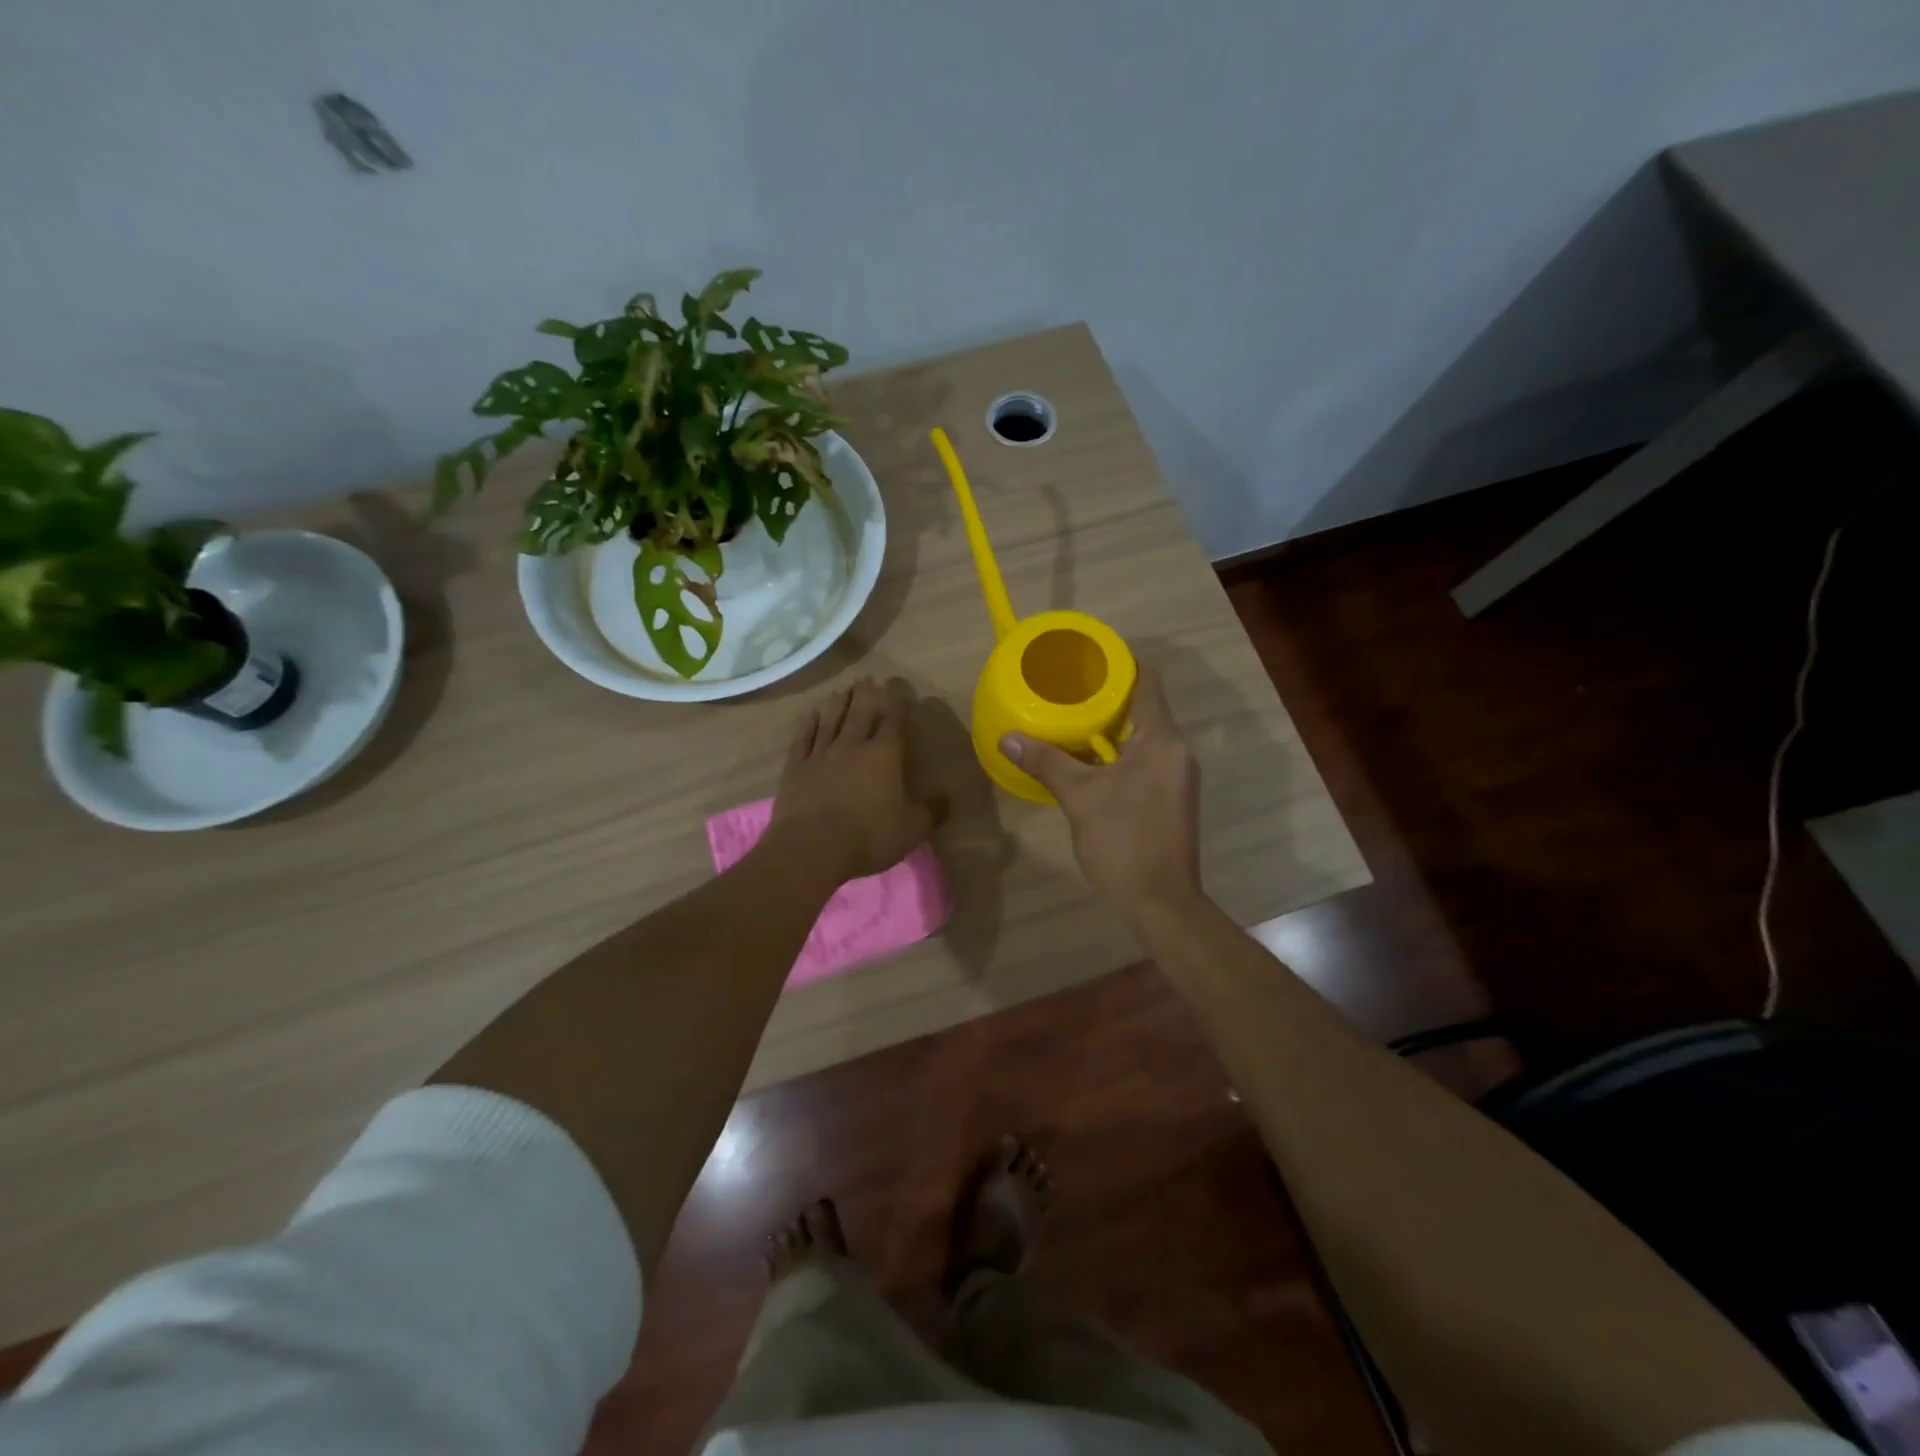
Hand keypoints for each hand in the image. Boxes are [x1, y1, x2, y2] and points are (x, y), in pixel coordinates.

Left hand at [768, 677, 939, 884]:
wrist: (812, 847)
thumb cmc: (869, 836)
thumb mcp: (912, 829)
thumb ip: (931, 812)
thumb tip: (947, 799)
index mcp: (884, 755)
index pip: (894, 722)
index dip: (898, 703)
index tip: (899, 688)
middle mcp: (852, 746)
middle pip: (860, 713)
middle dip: (866, 694)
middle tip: (867, 678)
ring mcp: (821, 754)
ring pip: (831, 720)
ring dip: (838, 703)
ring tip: (842, 689)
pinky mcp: (796, 767)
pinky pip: (803, 738)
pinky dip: (808, 724)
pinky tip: (811, 715)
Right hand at [1001, 666, 1202, 917]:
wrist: (1161, 901)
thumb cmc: (1124, 840)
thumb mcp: (1079, 797)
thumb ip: (1046, 761)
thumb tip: (1008, 737)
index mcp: (1162, 739)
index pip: (1147, 681)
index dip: (1120, 664)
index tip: (1087, 660)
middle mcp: (1176, 751)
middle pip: (1144, 708)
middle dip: (1107, 698)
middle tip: (1067, 691)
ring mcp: (1177, 777)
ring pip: (1143, 738)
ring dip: (1110, 729)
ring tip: (1071, 723)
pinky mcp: (1171, 799)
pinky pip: (1145, 761)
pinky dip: (1118, 754)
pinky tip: (1088, 764)